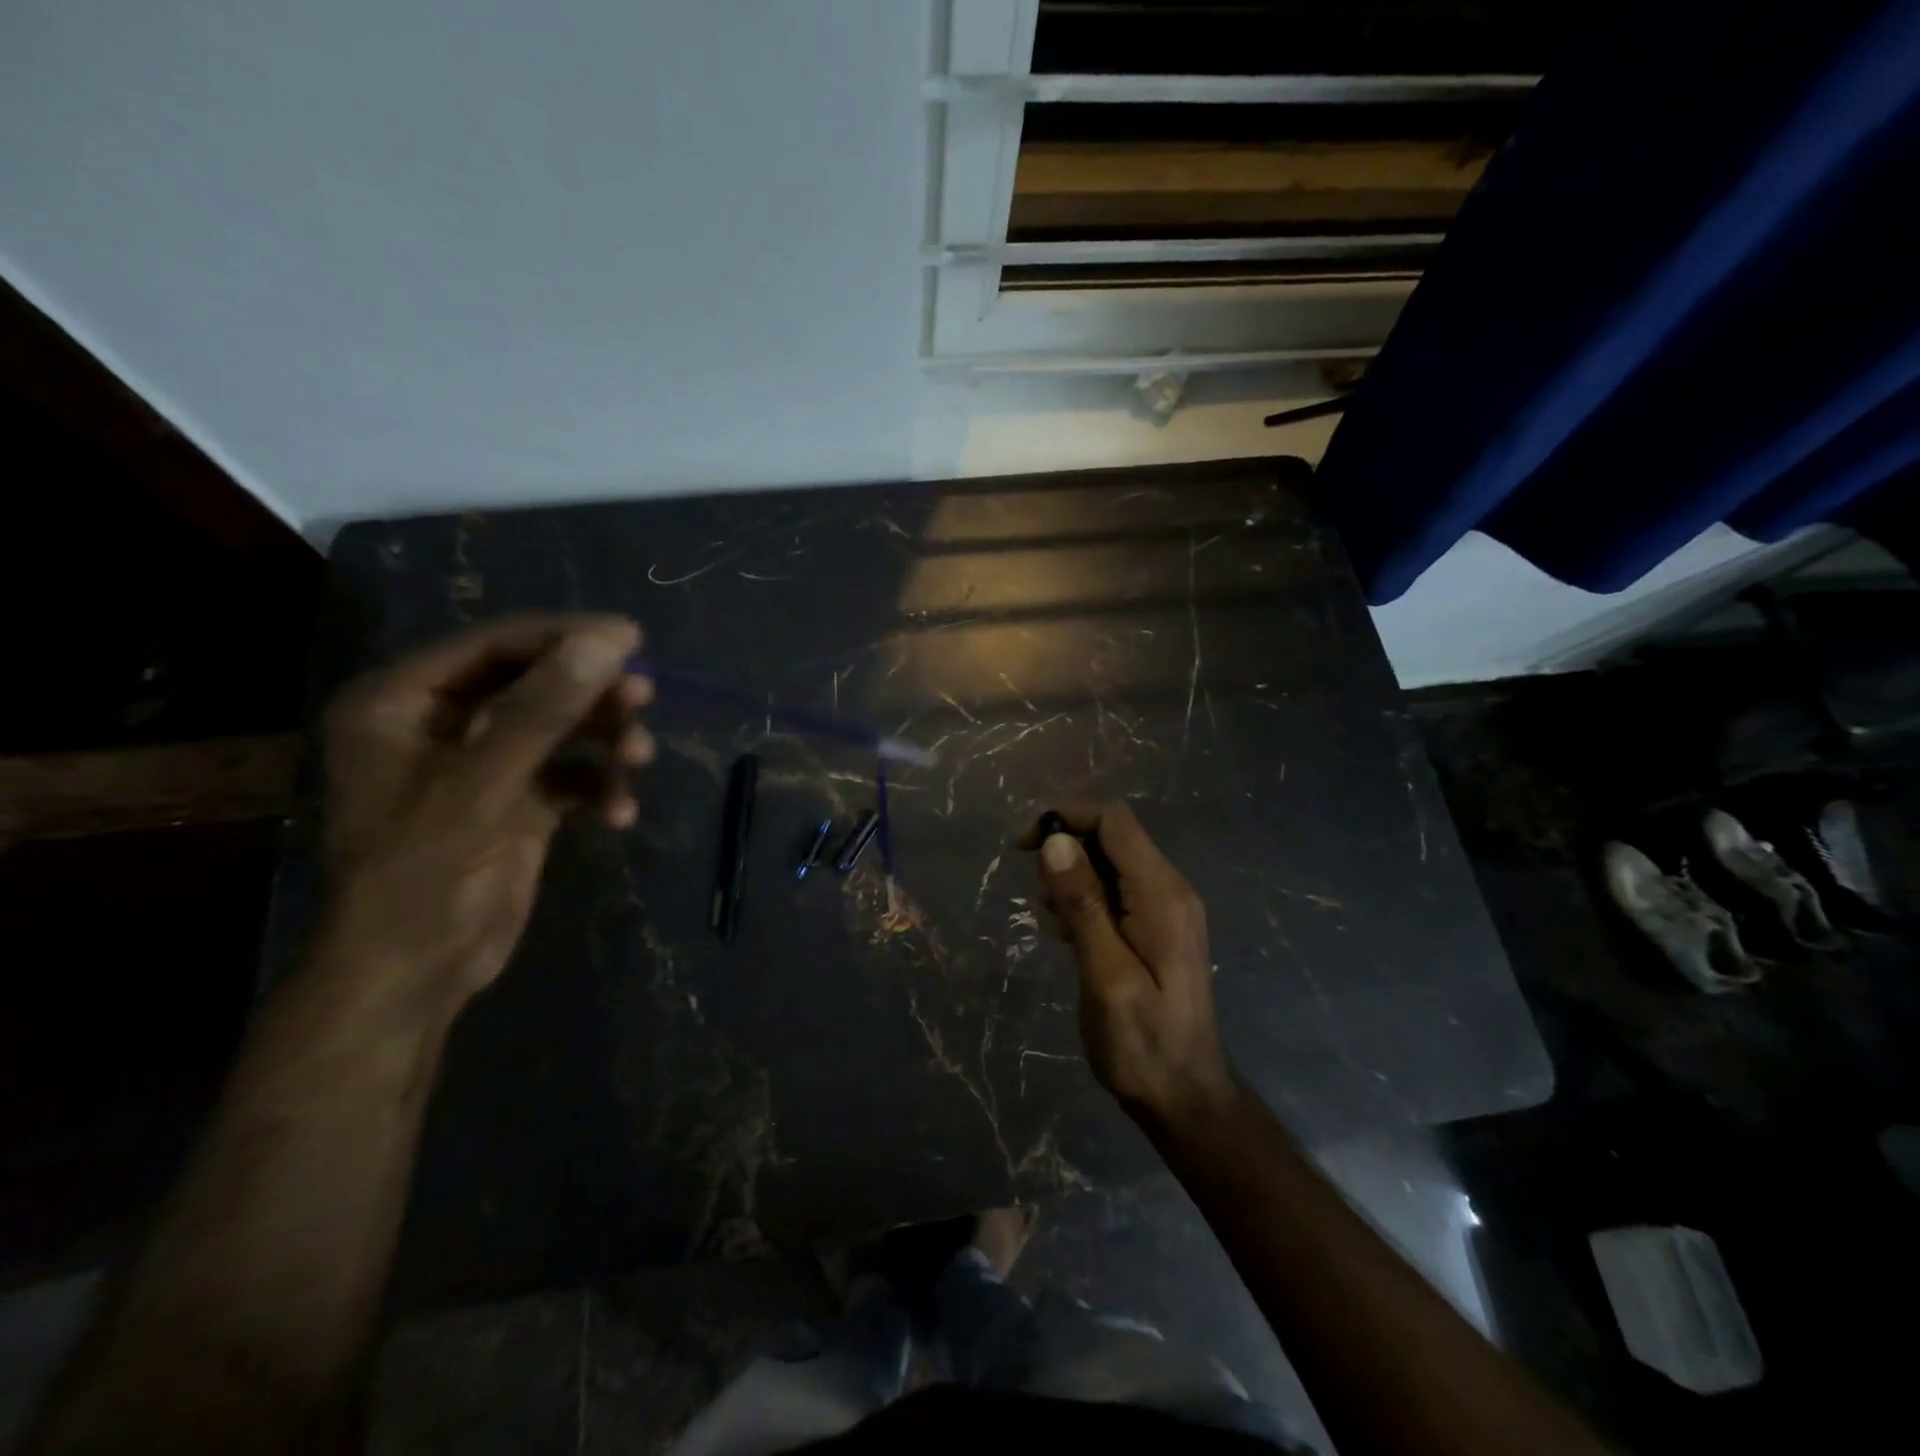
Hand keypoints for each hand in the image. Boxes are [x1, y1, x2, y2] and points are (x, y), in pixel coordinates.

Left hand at [318, 613, 652, 1009]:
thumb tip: (609, 642)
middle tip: (644, 696)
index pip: (493, 647)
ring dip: (605, 741)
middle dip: (591, 695)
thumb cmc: (422, 872)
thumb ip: (544, 709)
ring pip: (560, 729)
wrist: (415, 973)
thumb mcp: (483, 783)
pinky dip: (599, 787)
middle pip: (534, 684)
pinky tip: (619, 814)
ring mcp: (484, 766)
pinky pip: (570, 775)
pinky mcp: (517, 802)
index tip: (630, 638)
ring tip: (640, 760)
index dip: (562, 637)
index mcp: (403, 704)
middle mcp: (441, 725)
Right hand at [1025, 801, 1235, 1128]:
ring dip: (1072, 875)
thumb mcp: (1106, 976)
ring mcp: (1167, 908)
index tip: (1024, 847)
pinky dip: (1085, 897)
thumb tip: (1055, 840)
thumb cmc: (1143, 1043)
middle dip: (1065, 847)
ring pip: (1111, 861)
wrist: (1186, 1098)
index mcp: (1162, 894)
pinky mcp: (1157, 927)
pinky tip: (1066, 933)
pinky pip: (1116, 889)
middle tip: (1034, 889)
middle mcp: (1170, 888)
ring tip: (1049, 919)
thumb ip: (1084, 905)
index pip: (1114, 819)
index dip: (1066, 817)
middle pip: (1112, 835)